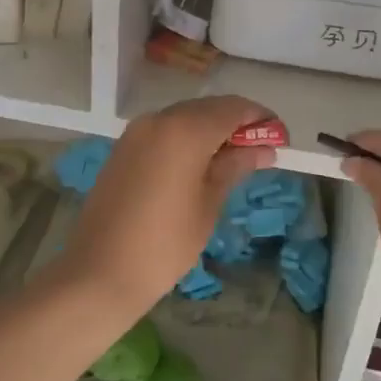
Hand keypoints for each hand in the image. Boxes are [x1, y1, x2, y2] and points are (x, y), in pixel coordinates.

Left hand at [59, 97, 277, 311]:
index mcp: (184, 130)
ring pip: (184, 118)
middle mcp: (158, 119)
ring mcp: (136, 132)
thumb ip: (235, 167)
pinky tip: (199, 164)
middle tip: (261, 150)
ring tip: (233, 160)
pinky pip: (164, 131)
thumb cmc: (165, 244)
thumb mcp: (208, 204)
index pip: (233, 108)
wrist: (99, 272)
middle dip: (237, 124)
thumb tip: (264, 149)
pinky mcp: (123, 148)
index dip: (260, 119)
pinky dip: (187, 139)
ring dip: (211, 130)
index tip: (281, 138)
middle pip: (208, 109)